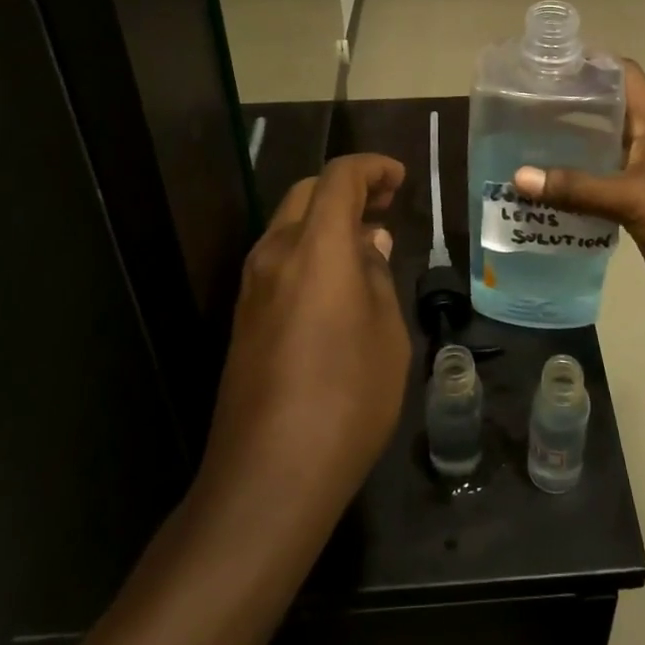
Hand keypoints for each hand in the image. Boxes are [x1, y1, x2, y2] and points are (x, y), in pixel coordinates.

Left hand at [202, 154, 409, 527]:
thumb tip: (369, 242)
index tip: (400, 179)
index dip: (372, 168)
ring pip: (289, 225)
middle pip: (307, 193)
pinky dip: (311, 248)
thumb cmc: (347, 397)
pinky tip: (338, 282)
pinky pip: (280, 259)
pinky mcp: (244, 317)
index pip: (339, 178)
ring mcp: (253, 287)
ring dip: (327, 219)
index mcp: (316, 248)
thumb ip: (377, 274)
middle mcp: (276, 254)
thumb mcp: (386, 332)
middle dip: (348, 188)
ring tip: (367, 242)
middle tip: (386, 206)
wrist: (269, 476)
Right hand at [513, 62, 644, 326]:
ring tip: (517, 151)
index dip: (592, 63)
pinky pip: (597, 194)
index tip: (549, 65)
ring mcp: (640, 178)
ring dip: (563, 155)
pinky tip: (540, 198)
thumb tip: (518, 177)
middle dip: (564, 111)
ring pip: (596, 156)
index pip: (623, 75)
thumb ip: (578, 188)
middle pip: (602, 115)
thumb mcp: (633, 197)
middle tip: (517, 111)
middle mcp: (644, 144)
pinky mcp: (636, 211)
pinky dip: (572, 193)